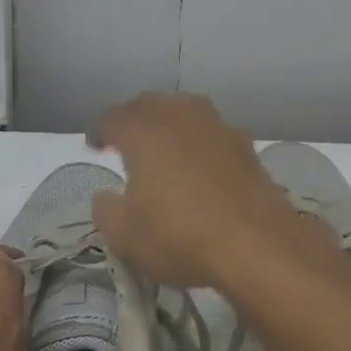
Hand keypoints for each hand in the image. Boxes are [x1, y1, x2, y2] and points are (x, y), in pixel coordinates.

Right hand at [86, 92, 298, 288]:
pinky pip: (213, 135)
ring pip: (187, 113)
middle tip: (125, 140)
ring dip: (170, 125)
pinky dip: (200, 144)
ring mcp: (219, 128)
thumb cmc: (179, 237)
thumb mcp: (124, 236)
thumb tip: (106, 197)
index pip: (112, 118)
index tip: (94, 145)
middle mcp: (181, 117)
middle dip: (134, 119)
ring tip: (163, 147)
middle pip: (151, 105)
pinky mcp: (248, 149)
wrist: (257, 246)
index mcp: (143, 131)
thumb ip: (106, 211)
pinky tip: (200, 165)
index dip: (99, 130)